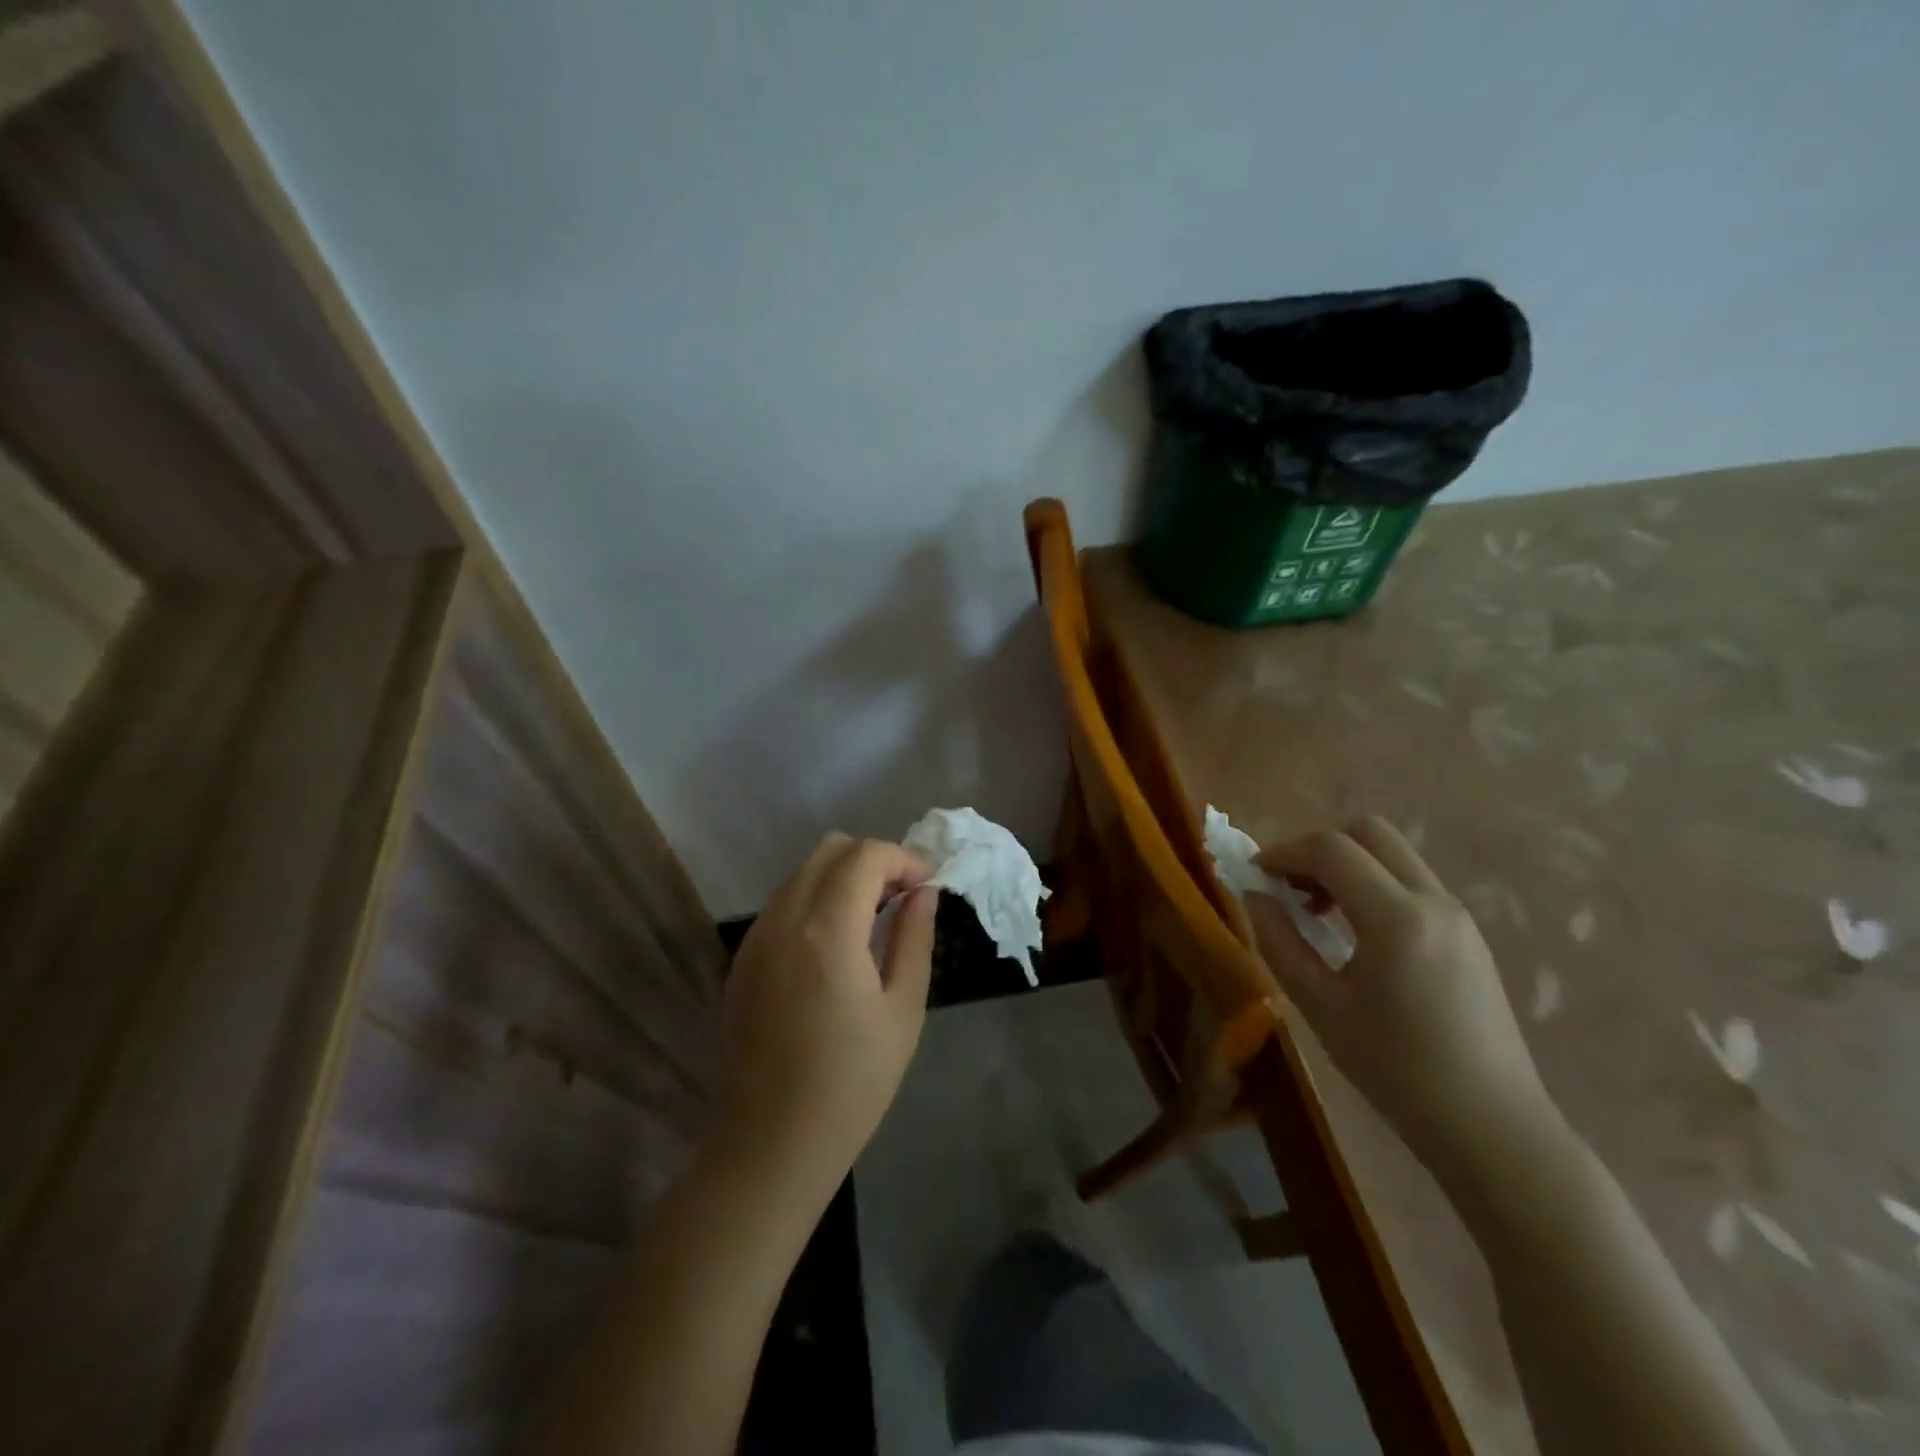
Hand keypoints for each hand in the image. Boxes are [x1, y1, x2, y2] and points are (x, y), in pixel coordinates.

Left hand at [721, 833, 937, 1191]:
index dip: (904, 858)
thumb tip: (923, 892)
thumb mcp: (903, 1009)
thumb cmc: (853, 1081)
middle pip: (830, 850)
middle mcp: (784, 920)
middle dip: (873, 859)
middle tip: (902, 897)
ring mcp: (756, 938)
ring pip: (803, 872)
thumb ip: (915, 938)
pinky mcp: (743, 958)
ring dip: (842, 877)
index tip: (927, 885)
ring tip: (872, 917)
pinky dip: (815, 899)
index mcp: (828, 931)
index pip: (866, 856)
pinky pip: (783, 902)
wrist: (774, 1140)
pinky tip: (835, 942)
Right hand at [1245, 816, 1557, 1185]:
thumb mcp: (1322, 1008)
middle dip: (1318, 848)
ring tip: (1318, 911)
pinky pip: (1410, 881)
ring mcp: (1457, 914)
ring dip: (1347, 864)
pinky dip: (1373, 883)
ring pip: (1392, 853)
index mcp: (1397, 919)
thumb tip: (1254, 895)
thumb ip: (1280, 943)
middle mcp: (1433, 901)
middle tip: (1290, 887)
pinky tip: (1355, 931)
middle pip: (1368, 832)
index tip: (1254, 874)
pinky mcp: (1467, 933)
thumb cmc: (1397, 1072)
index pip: (1331, 850)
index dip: (1283, 852)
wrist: (1493, 1127)